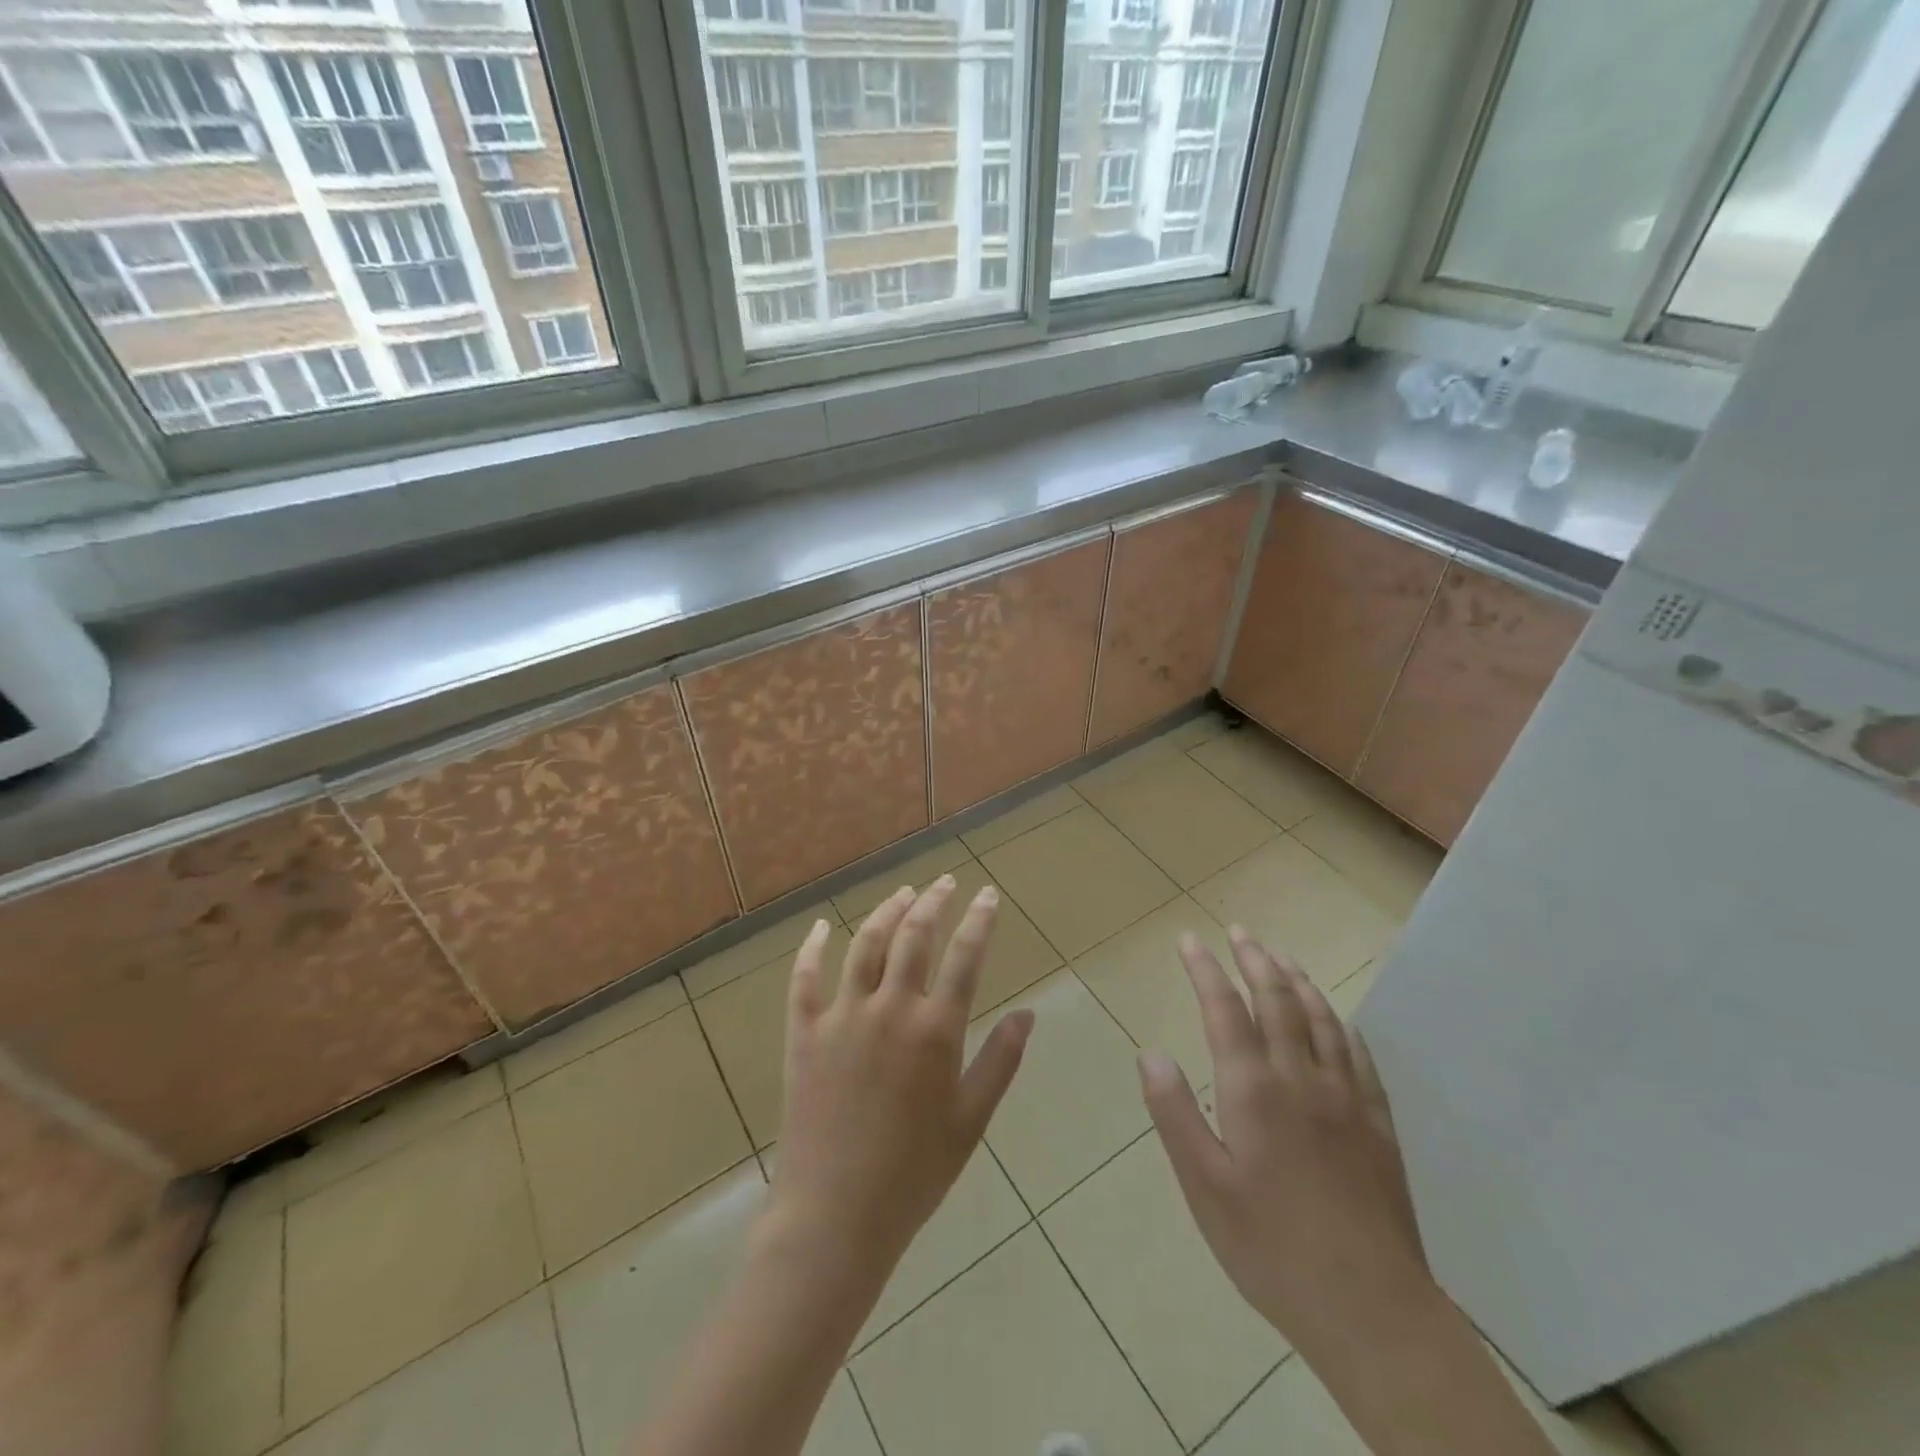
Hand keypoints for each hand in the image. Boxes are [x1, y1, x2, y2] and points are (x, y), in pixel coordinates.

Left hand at [760, 877, 1035, 1280]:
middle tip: (946, 882)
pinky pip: (804, 978)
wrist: (835, 1216)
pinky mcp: (804, 1033)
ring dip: (887, 910)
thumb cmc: (914, 1174)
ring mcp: (842, 1016)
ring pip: (865, 943)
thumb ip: (1001, 1061)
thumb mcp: (971, 1121)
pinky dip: (812, 948)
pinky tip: (821, 926)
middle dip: (934, 902)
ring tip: (904, 892)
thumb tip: (1028, 1013)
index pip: (965, 957)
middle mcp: (890, 1009)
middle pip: (914, 936)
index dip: (979, 920)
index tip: (987, 895)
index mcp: (935, 1031)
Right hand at [1139, 927, 1434, 1354]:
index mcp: (1253, 1090)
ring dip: (1297, 980)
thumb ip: (1175, 1113)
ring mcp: (1347, 1099)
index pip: (1225, 1010)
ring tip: (1281, 957)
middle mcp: (1301, 1078)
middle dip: (1254, 960)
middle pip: (1277, 1000)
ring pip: (1321, 1019)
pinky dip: (1340, 1023)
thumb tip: (1150, 1052)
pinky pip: (1359, 1055)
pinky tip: (1336, 1019)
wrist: (1371, 1309)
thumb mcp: (1204, 1185)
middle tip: (1239, 931)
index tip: (1190, 941)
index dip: (1206, 970)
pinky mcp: (1378, 1125)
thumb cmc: (1270, 1247)